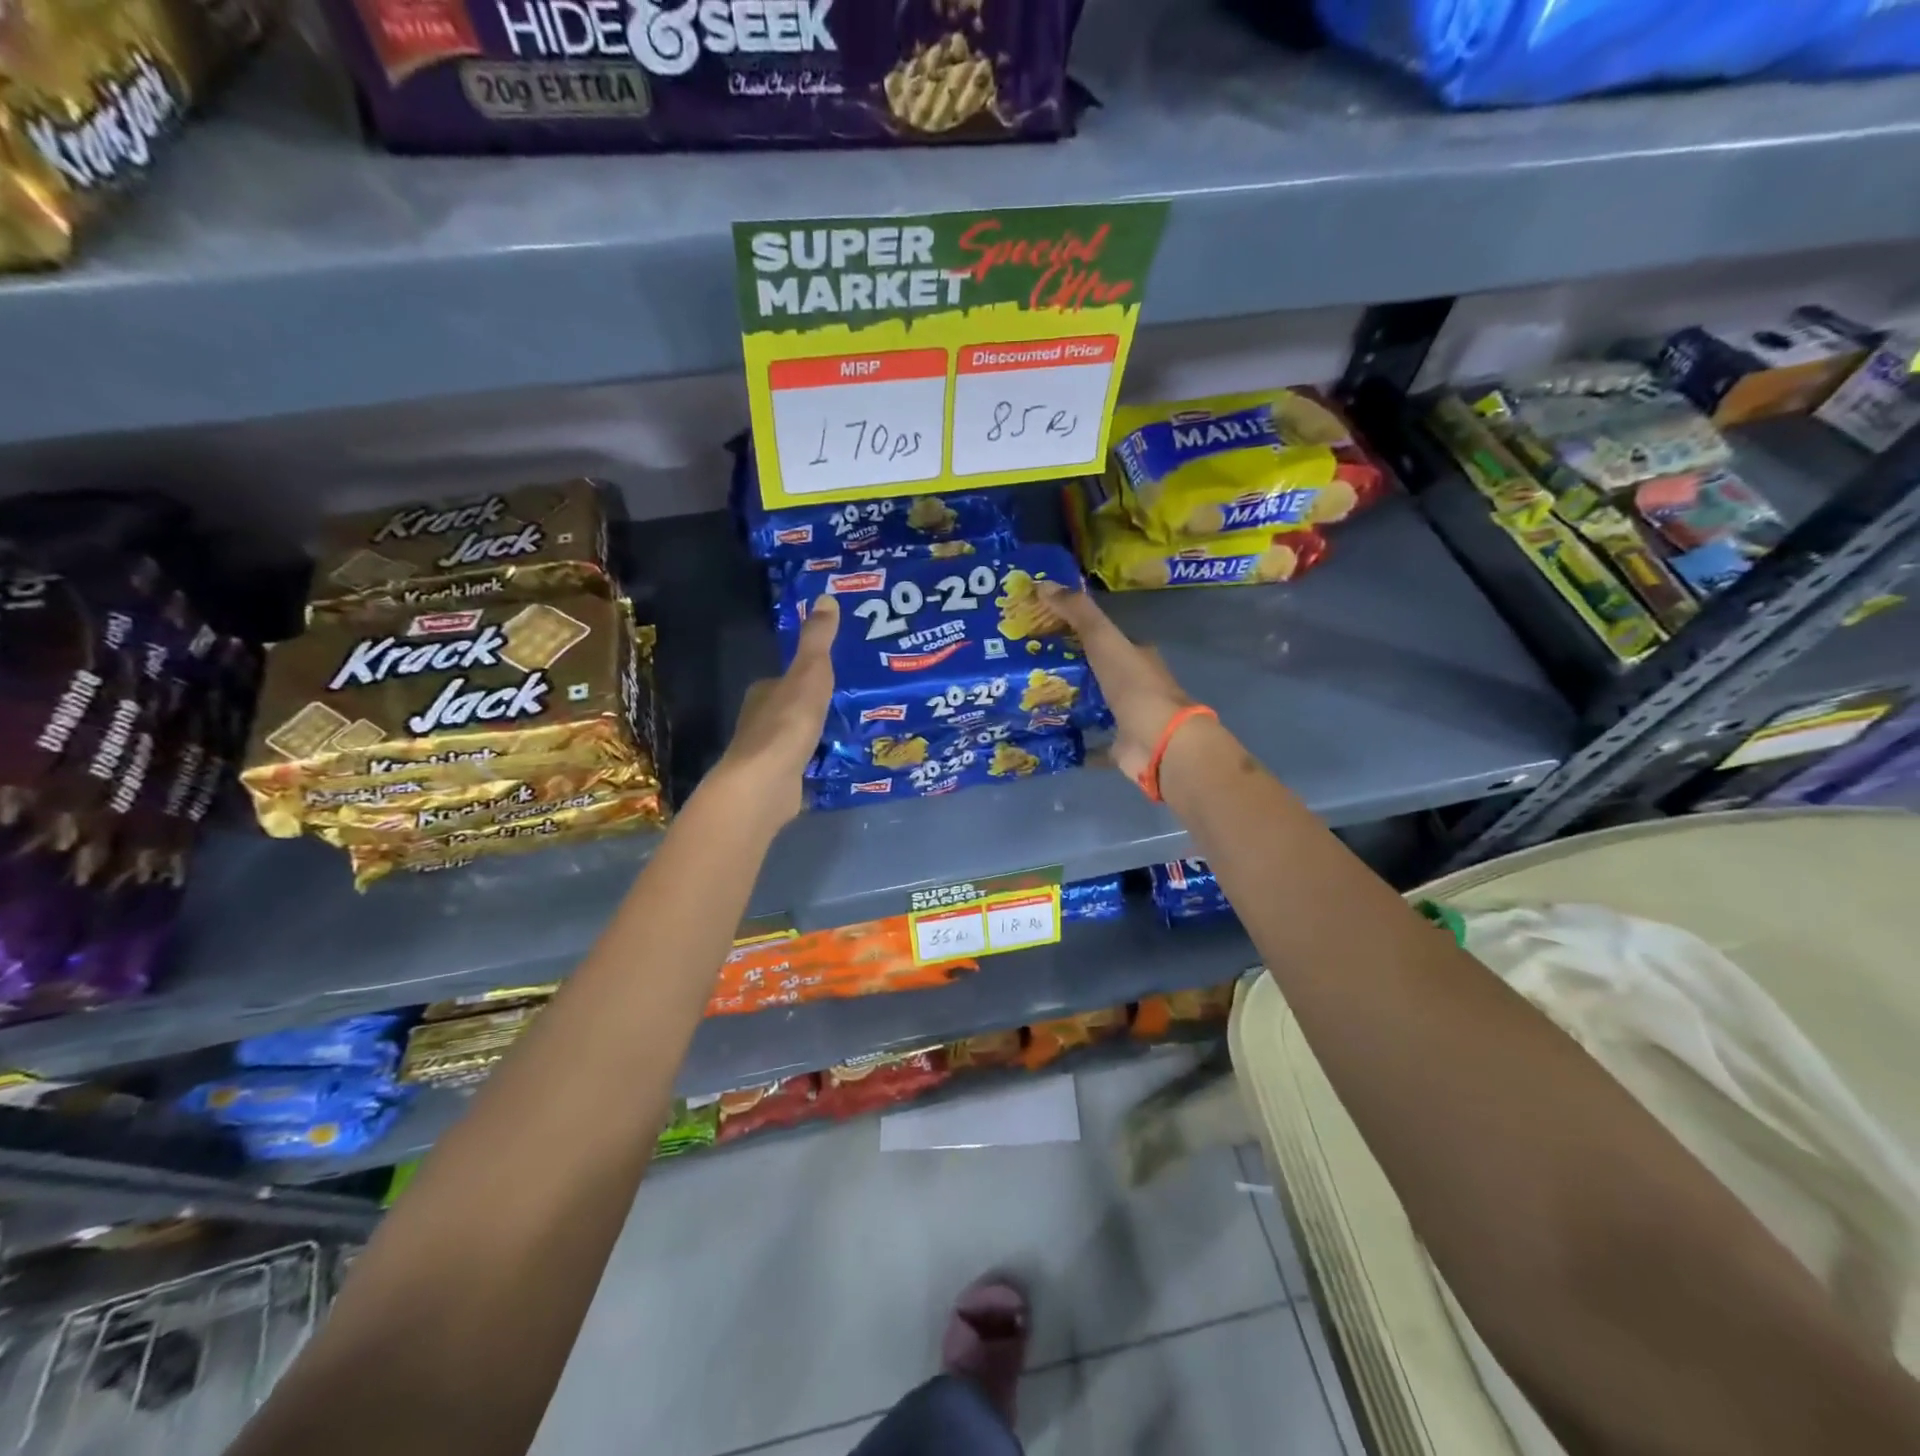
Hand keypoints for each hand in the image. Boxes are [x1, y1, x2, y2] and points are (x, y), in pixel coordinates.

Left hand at [712, 595, 837, 824]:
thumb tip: (825, 598)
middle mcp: (759, 720)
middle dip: (815, 707)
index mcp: (763, 692)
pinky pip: (801, 764)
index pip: (785, 679)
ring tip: (850, 731)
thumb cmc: (787, 723)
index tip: (836, 676)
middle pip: (790, 708)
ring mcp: (767, 753)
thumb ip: (817, 640)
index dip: (808, 676)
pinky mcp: (777, 780)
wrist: (765, 783)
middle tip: (851, 703)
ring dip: (816, 735)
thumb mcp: (810, 673)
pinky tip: (834, 762)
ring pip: (796, 737)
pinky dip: (815, 761)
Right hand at [1037, 583, 1197, 788]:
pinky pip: (1089, 742)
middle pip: (1094, 672)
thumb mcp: (1104, 640)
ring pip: (1091, 706)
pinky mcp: (1118, 747)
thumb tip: (1042, 583)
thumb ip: (1078, 613)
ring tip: (1026, 698)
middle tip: (1025, 665)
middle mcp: (1133, 686)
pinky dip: (1072, 739)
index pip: (1103, 638)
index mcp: (1135, 656)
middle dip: (1065, 668)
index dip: (1074, 631)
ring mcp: (1126, 718)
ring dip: (1066, 702)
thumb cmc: (1135, 687)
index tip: (1040, 629)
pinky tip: (1044, 736)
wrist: (1160, 743)